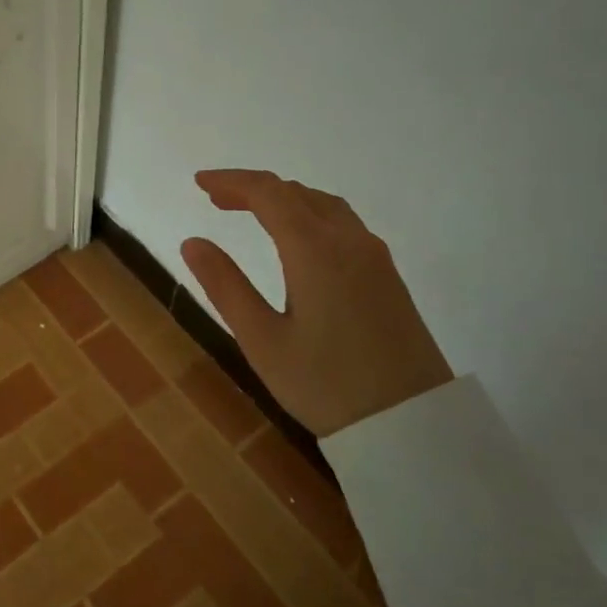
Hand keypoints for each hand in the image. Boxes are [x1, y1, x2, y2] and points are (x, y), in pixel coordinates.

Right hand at [180, 170, 450, 437]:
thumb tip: (192, 242)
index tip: (199, 182)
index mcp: (315, 250)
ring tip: (252, 212)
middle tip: (216, 199)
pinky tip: (297, 238)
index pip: (268, 193)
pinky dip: (308, 214)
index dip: (231, 181)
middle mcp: (349, 240)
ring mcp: (374, 257)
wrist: (413, 425)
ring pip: (324, 205)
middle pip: (297, 192)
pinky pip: (343, 223)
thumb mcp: (262, 340)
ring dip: (284, 199)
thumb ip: (226, 286)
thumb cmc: (326, 385)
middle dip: (253, 189)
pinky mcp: (388, 276)